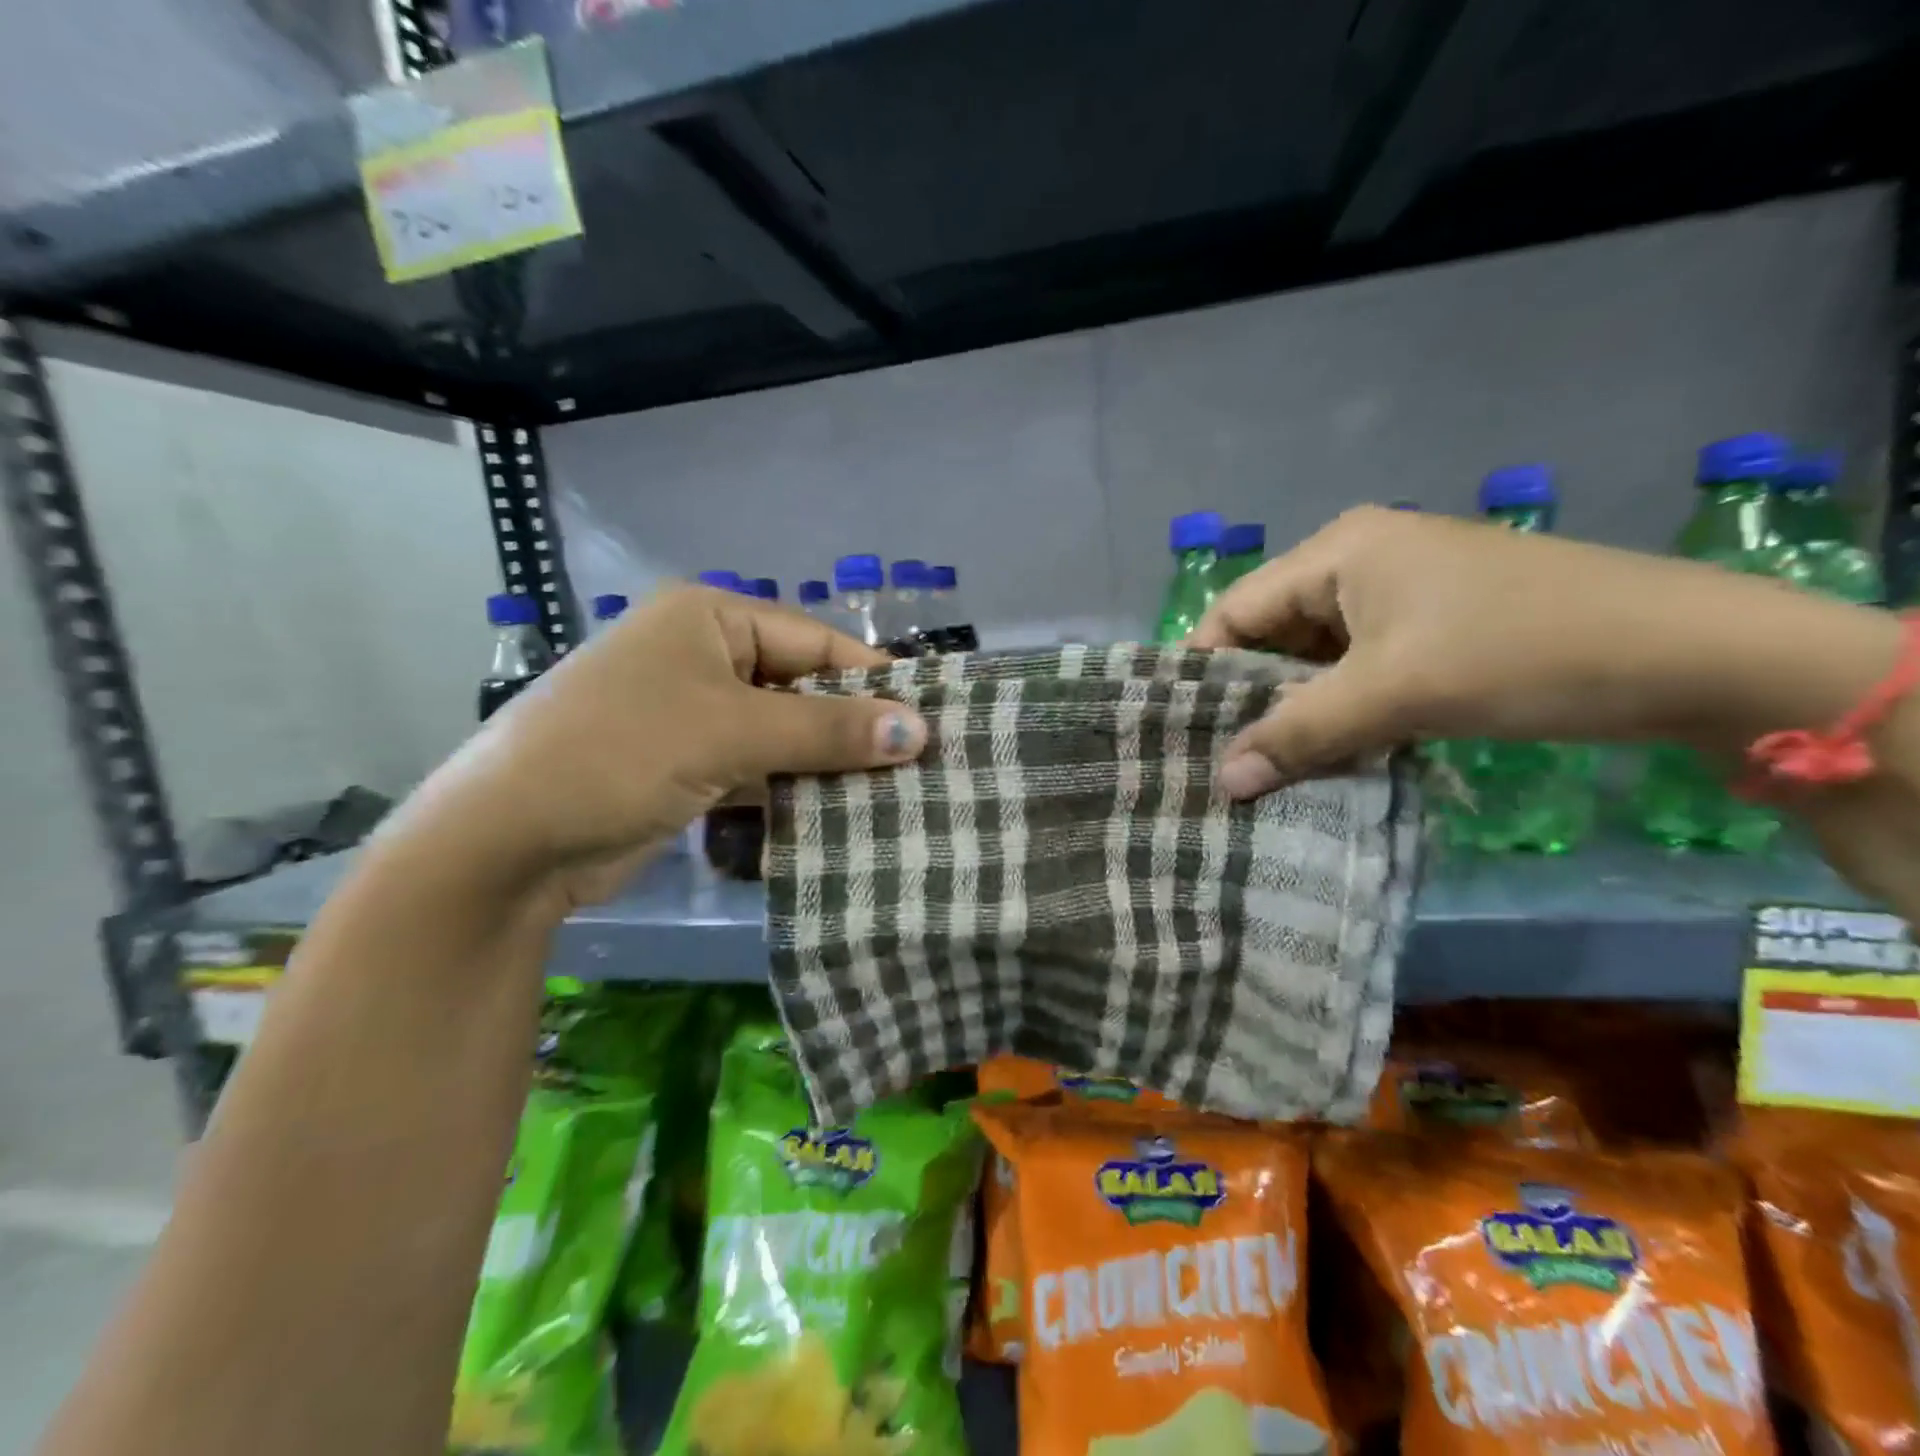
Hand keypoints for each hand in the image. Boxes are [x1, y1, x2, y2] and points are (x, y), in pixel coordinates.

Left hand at [386, 586, 926, 907]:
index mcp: (709, 619)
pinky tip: (838, 815)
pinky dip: (792, 789)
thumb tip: (919, 730)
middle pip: (801, 687)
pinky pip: (758, 768)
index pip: (814, 639)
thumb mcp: (733, 732)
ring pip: (782, 733)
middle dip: (852, 727)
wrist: (508, 843)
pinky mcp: (688, 766)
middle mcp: (703, 656)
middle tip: (917, 765)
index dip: (872, 680)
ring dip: (826, 764)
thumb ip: (829, 730)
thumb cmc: (622, 754)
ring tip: (892, 795)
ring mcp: (693, 714)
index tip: (928, 720)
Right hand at [1192, 506, 1902, 798]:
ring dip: (1299, 711)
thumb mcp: (1395, 694)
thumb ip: (1299, 734)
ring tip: (1268, 768)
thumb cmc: (1521, 653)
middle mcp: (1363, 563)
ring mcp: (1405, 597)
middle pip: (1275, 634)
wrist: (1694, 658)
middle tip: (1221, 761)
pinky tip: (1330, 755)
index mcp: (1340, 552)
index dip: (1204, 671)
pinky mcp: (1438, 631)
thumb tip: (1223, 782)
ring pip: (1320, 659)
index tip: (1182, 733)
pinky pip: (1362, 671)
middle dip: (1251, 698)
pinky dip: (1343, 711)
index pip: (1236, 609)